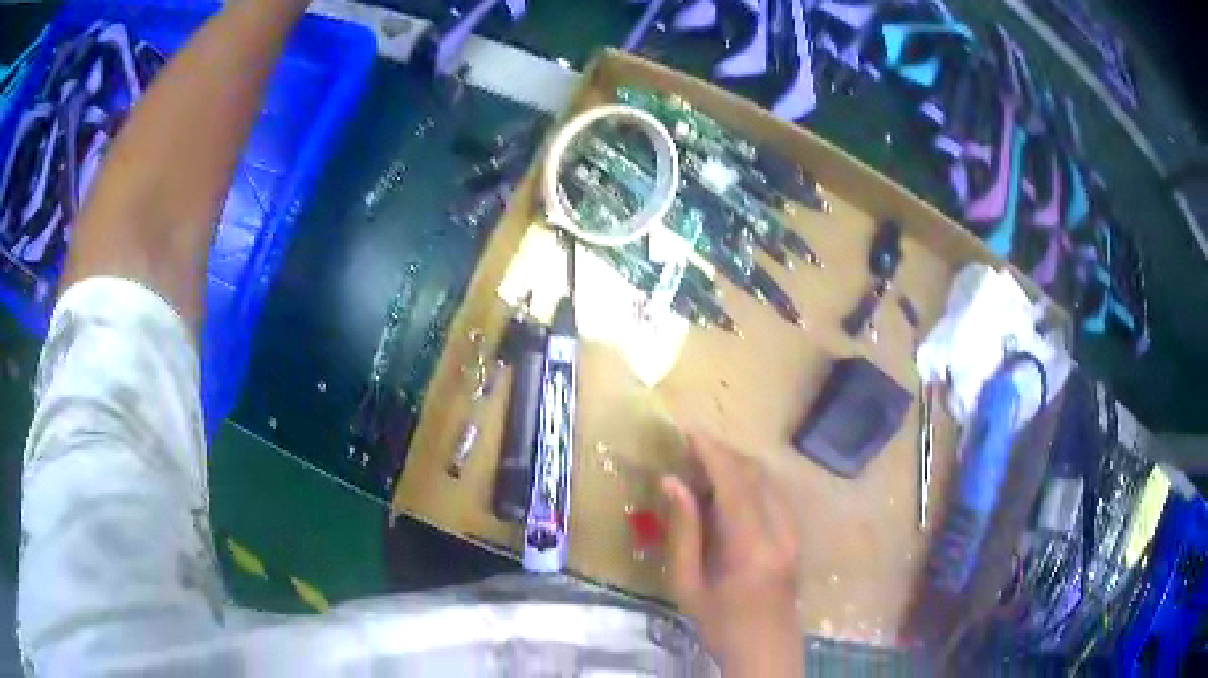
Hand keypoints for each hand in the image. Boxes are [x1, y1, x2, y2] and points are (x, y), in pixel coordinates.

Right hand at [662, 434, 801, 676]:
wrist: (766, 650)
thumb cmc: (720, 624)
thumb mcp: (688, 585)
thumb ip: (682, 531)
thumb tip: (671, 482)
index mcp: (750, 547)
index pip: (735, 484)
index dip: (712, 453)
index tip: (687, 433)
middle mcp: (779, 531)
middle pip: (756, 475)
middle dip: (724, 454)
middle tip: (690, 449)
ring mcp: (793, 533)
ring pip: (768, 481)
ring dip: (738, 466)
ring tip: (705, 466)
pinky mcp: (796, 537)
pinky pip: (774, 495)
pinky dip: (751, 483)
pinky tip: (729, 493)